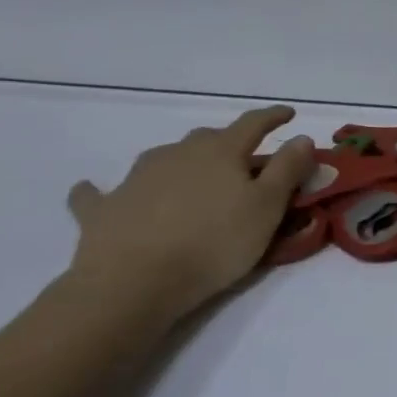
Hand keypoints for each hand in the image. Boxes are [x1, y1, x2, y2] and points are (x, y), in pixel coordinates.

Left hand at [65, 105, 315, 319]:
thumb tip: (301, 137)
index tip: (289, 114)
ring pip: (164, 158)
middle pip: (208, 139)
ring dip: (181, 162)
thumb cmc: (214, 242)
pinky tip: (94, 191)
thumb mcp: (267, 207)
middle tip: (244, 163)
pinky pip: (100, 193)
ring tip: (191, 178)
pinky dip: (103, 190)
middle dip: (229, 144)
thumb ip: (287, 169)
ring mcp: (136, 179)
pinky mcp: (103, 209)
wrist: (134, 282)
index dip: (273, 118)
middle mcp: (177, 154)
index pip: (253, 124)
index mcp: (220, 152)